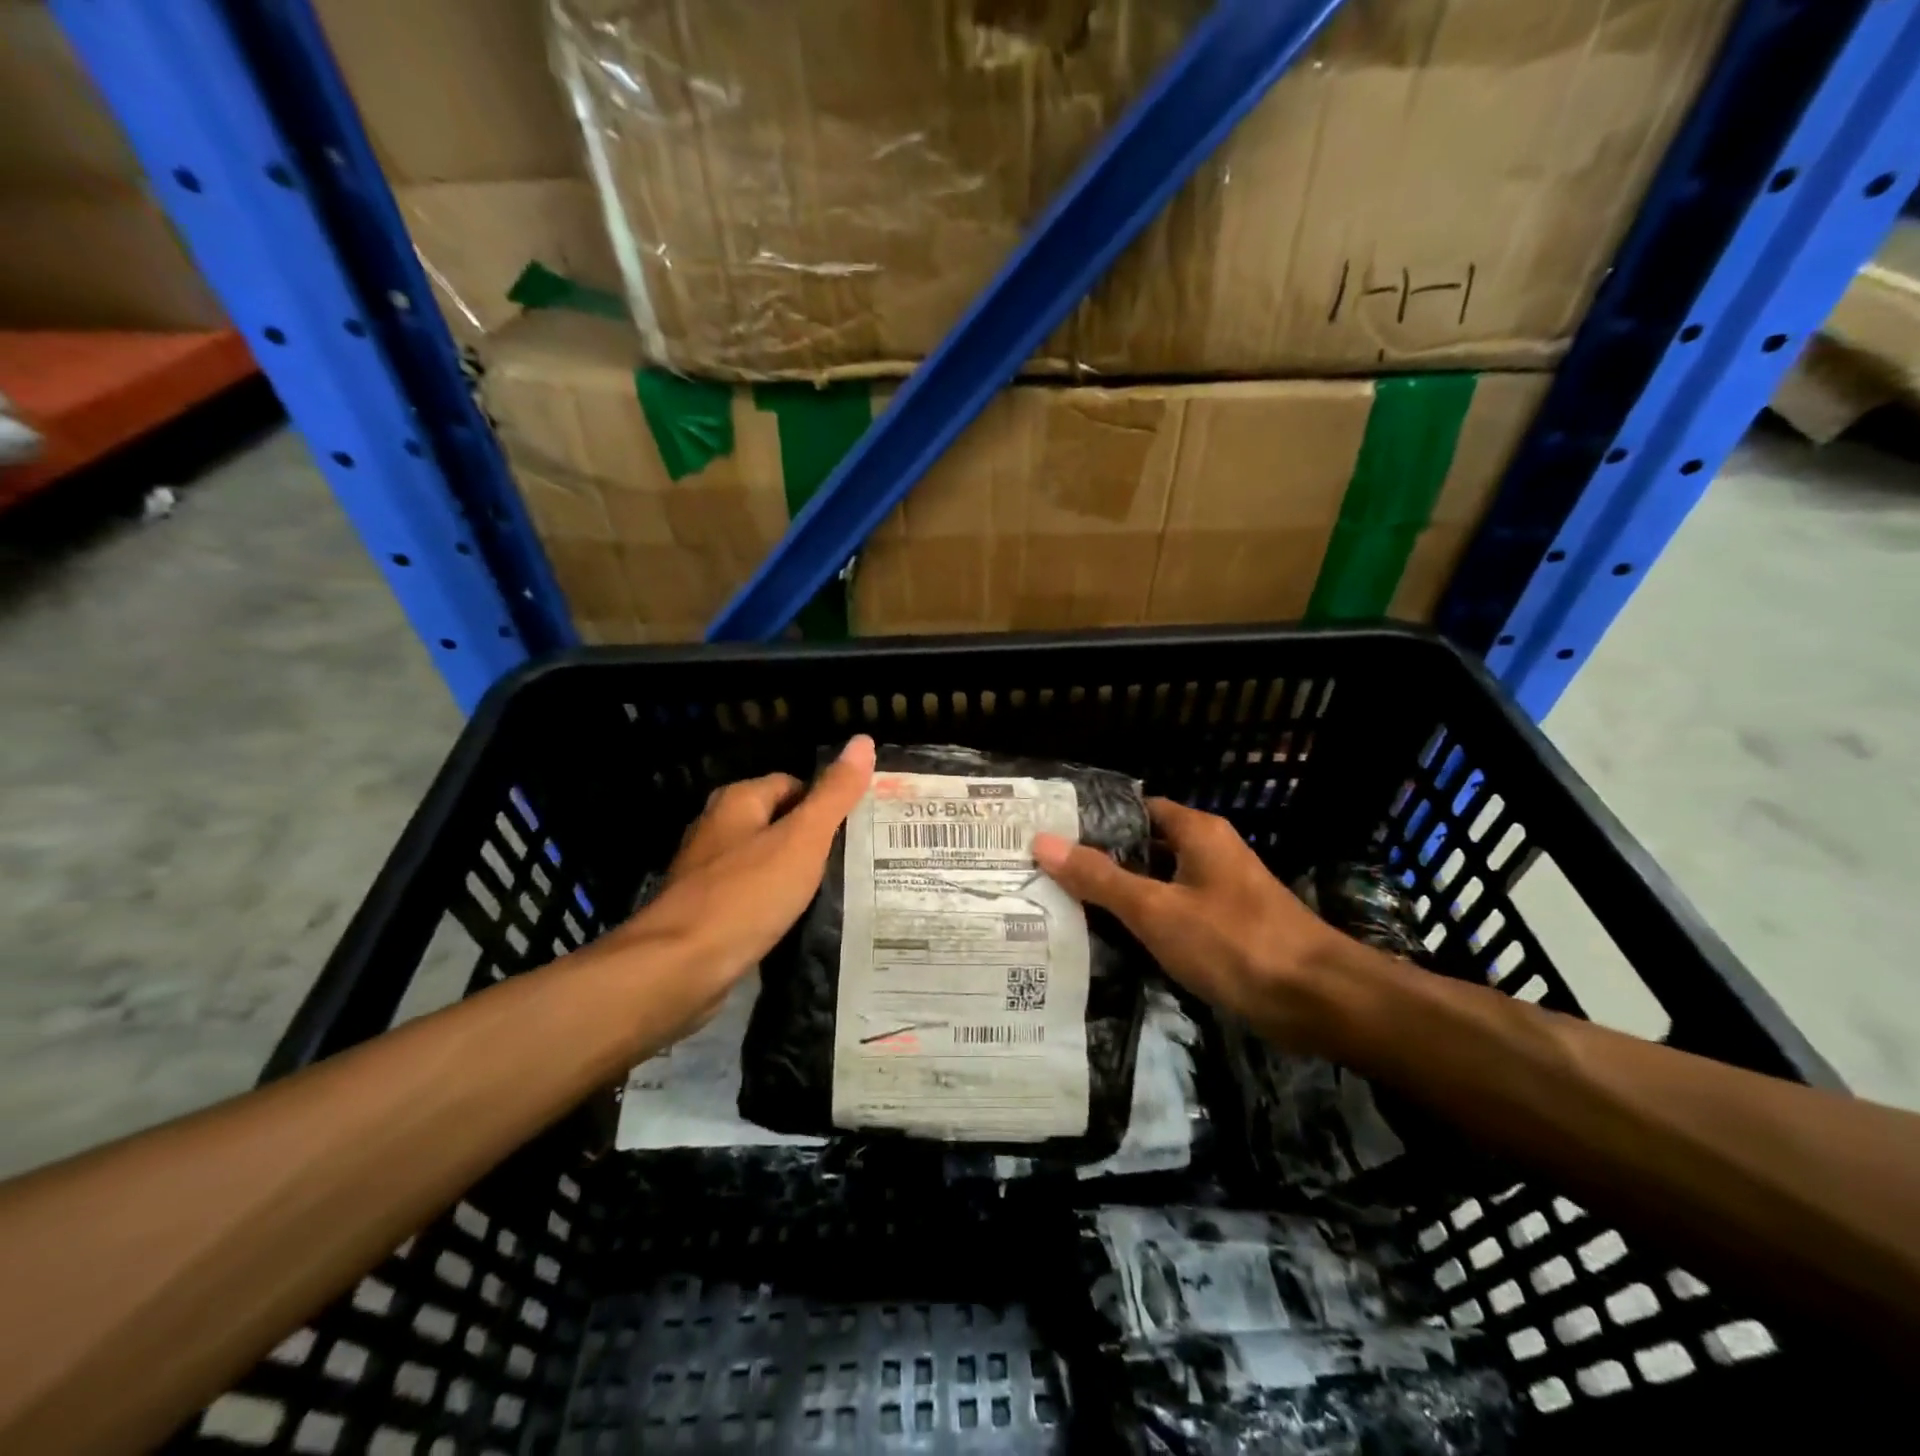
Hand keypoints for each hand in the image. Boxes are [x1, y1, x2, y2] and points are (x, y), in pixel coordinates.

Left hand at [613, 735, 875, 1041]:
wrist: (678, 969)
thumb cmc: (746, 895)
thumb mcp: (803, 839)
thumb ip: (834, 794)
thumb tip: (863, 741)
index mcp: (737, 802)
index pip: (794, 785)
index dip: (828, 803)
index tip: (860, 829)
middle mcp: (717, 829)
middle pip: (779, 822)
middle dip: (814, 840)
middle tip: (856, 861)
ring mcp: (707, 873)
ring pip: (766, 861)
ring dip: (795, 874)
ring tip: (837, 891)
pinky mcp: (706, 912)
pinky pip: (753, 896)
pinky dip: (775, 904)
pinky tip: (799, 921)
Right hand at [1032, 798, 1343, 1045]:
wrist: (1318, 1000)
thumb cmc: (1234, 942)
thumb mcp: (1156, 909)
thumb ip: (1100, 878)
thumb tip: (1043, 842)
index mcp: (1197, 832)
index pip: (1135, 809)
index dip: (1094, 820)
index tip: (1051, 835)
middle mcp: (1210, 852)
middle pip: (1144, 846)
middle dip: (1101, 860)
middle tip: (1047, 874)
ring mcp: (1221, 891)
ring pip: (1159, 882)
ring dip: (1122, 893)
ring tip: (1065, 905)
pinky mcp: (1227, 927)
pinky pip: (1175, 913)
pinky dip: (1146, 921)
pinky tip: (1112, 940)